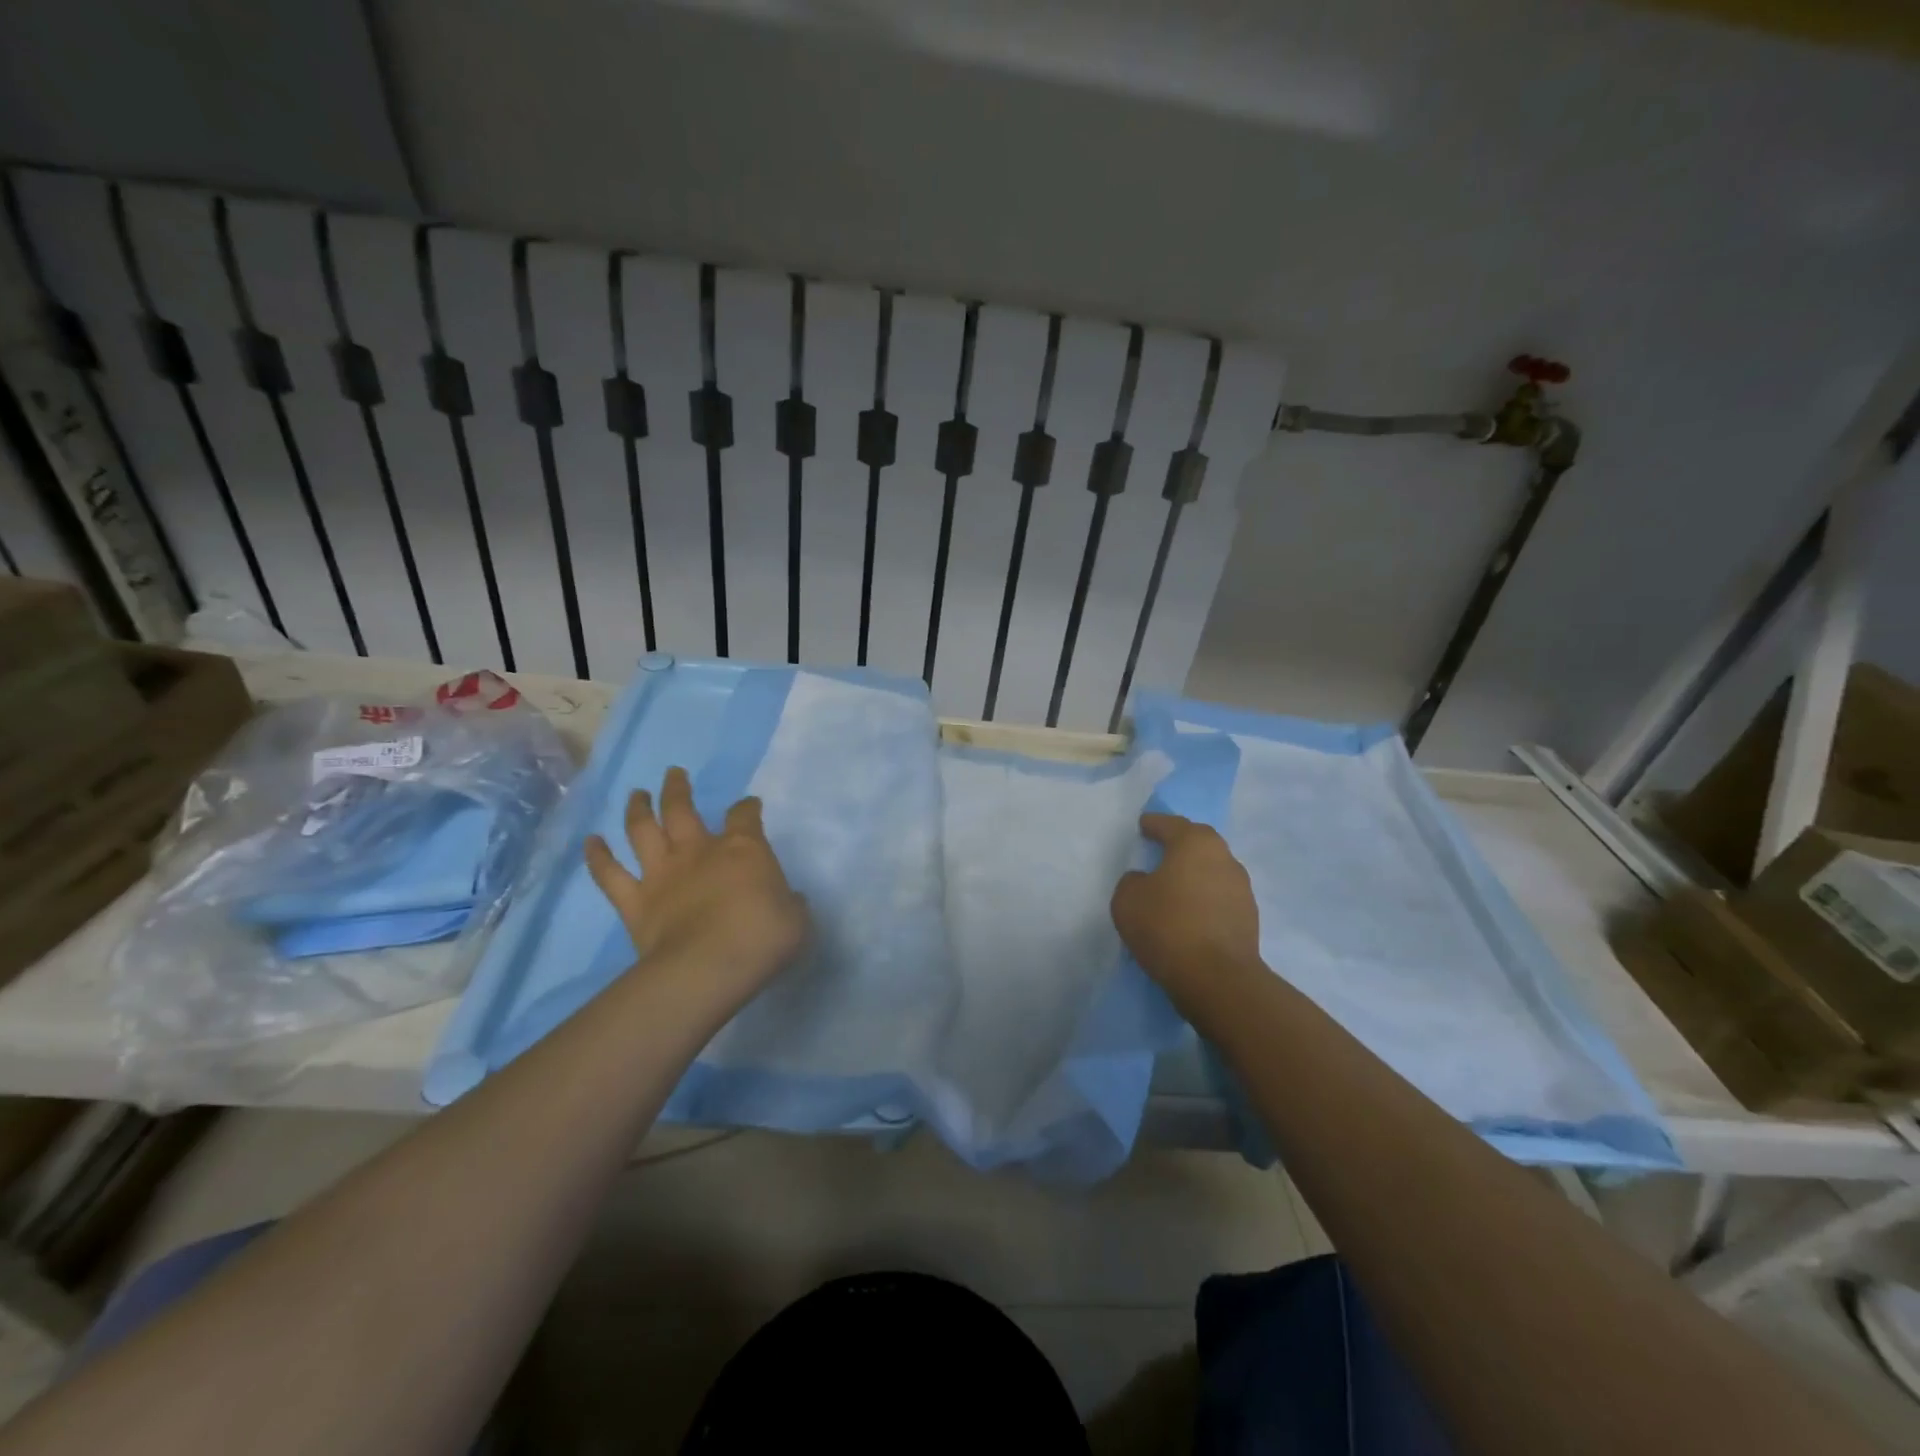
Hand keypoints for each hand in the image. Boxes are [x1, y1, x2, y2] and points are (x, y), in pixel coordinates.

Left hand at [586, 766, 807, 999]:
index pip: (745, 815)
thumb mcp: (796, 919)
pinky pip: (610, 875)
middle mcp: (698, 851)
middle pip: (682, 808)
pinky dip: (598, 857)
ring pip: (643, 830)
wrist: (709, 967)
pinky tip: (591, 841)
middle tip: (674, 773)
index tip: (750, 805)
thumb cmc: (763, 938)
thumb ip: (790, 904)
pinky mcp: (635, 902)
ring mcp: (662, 874)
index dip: (747, 807)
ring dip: (638, 809)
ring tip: (636, 794)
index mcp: (743, 849)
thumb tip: (790, 900)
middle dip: (678, 788)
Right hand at [1111, 813, 1262, 1010]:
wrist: (1216, 978)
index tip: (1143, 825)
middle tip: (1160, 849)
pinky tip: (1190, 913)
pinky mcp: (1249, 918)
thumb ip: (1132, 882)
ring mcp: (1242, 888)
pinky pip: (1219, 898)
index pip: (1171, 825)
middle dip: (1180, 844)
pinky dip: (1204, 900)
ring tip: (1174, 886)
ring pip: (1212, 871)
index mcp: (1195, 843)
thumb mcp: (1127, 900)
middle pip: (1198, 843)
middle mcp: (1224, 858)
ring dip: (1194, 874)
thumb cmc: (1167, 926)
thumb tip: (1145, 881)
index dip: (1154, 824)